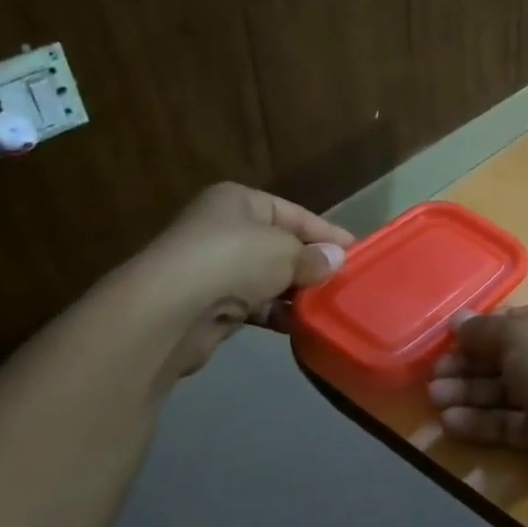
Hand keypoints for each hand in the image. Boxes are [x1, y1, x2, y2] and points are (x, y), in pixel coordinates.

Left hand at [124, 183, 354, 376]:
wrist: (169, 311)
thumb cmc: (232, 261)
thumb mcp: (284, 251)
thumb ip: (313, 256)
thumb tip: (336, 260)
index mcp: (238, 201)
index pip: (295, 213)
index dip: (327, 233)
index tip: (358, 253)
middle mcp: (223, 229)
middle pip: (281, 246)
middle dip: (312, 265)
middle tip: (347, 284)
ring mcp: (214, 268)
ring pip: (268, 278)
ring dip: (296, 293)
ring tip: (329, 307)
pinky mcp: (210, 304)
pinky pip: (254, 306)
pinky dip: (276, 314)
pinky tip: (301, 325)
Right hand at [429, 302, 527, 507]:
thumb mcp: (522, 338)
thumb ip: (485, 331)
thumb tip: (457, 320)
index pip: (523, 318)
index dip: (487, 328)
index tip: (452, 337)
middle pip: (510, 356)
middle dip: (470, 364)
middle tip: (434, 373)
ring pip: (507, 391)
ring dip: (469, 393)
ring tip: (434, 398)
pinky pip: (510, 422)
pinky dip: (481, 421)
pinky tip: (450, 421)